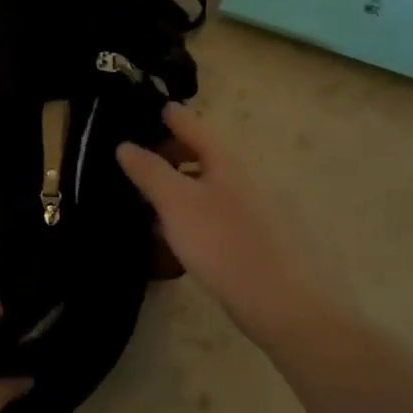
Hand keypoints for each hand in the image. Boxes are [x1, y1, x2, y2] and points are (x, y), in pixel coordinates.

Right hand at [117, 103, 327, 348]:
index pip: (193, 126)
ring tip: (154, 203)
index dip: (171, 116)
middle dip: (173, 154)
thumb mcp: (177, 204)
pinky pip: (219, 214)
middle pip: (204, 155)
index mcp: (227, 161)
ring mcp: (257, 210)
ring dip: (183, 186)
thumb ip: (150, 172)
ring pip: (211, 186)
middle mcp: (245, 178)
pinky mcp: (260, 240)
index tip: (153, 107)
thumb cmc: (225, 245)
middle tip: (141, 163)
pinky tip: (182, 237)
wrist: (287, 305)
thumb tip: (125, 145)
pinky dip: (196, 213)